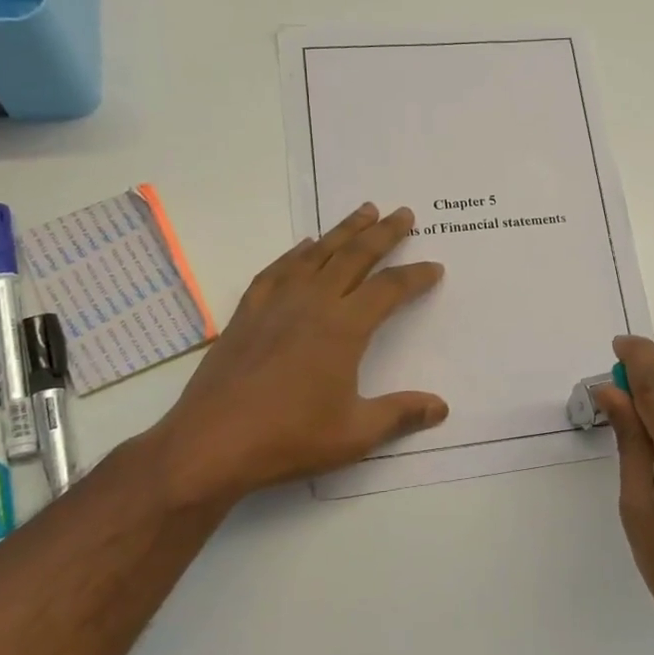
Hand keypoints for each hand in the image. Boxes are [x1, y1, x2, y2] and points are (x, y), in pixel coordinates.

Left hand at [153, 204, 447, 502]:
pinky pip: (278, 270)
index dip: (415, 276)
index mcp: (344, 328)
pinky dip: (296, 253)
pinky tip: (304, 247)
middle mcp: (312, 303)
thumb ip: (400, 414)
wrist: (211, 442)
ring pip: (317, 254)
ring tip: (364, 212)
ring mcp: (276, 304)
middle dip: (384, 233)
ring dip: (344, 231)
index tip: (434, 267)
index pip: (389, 289)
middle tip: (403, 213)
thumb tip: (441, 408)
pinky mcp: (248, 313)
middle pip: (355, 256)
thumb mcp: (355, 433)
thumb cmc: (289, 438)